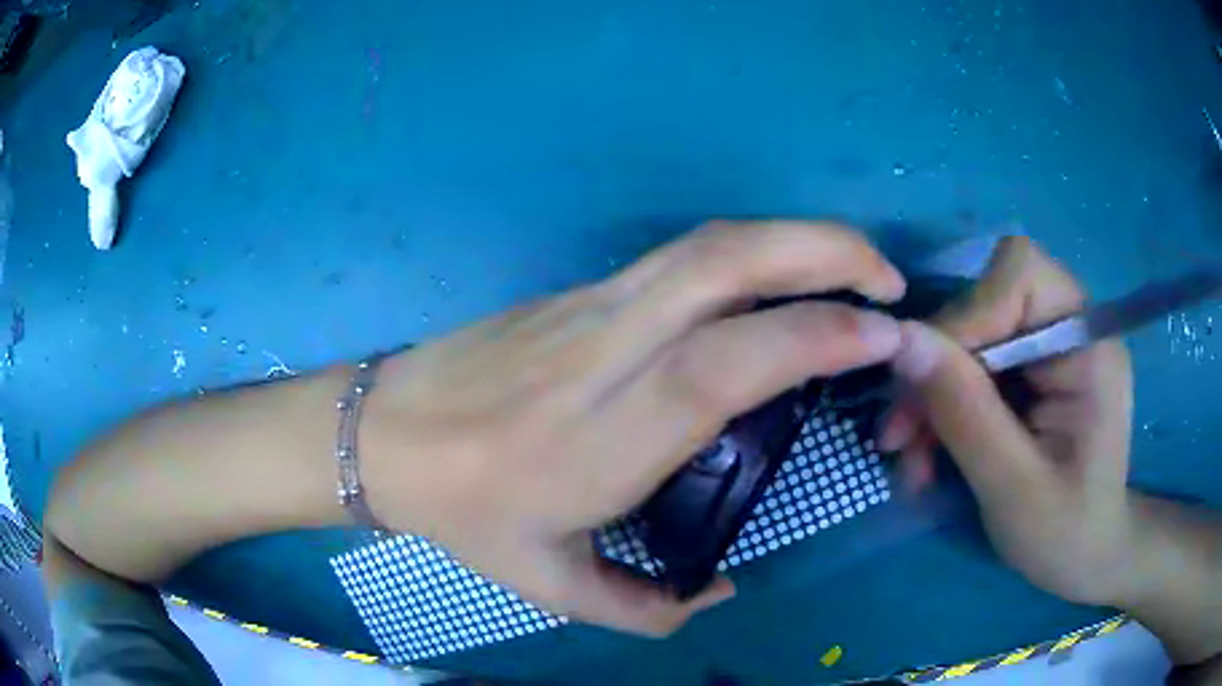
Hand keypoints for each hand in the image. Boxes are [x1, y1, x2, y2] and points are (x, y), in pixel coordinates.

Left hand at [360, 221, 906, 635]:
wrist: (384, 431)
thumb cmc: (462, 512)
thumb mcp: (549, 584)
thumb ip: (642, 607)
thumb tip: (716, 592)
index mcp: (603, 439)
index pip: (725, 366)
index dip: (813, 339)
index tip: (881, 338)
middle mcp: (606, 353)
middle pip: (724, 266)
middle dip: (823, 252)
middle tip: (886, 282)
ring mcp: (591, 307)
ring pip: (707, 245)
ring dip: (796, 239)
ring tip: (855, 267)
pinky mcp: (582, 290)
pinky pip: (683, 256)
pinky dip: (754, 251)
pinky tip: (786, 276)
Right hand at [880, 237, 1138, 605]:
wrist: (1086, 559)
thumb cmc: (1064, 534)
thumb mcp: (1012, 486)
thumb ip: (964, 411)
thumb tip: (900, 339)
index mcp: (1087, 345)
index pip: (1020, 275)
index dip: (968, 314)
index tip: (928, 382)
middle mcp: (1069, 330)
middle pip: (986, 306)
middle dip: (937, 370)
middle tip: (899, 437)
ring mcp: (1049, 351)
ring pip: (970, 341)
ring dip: (932, 397)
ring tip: (910, 460)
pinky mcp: (1032, 375)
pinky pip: (973, 371)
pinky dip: (944, 410)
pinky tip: (929, 456)